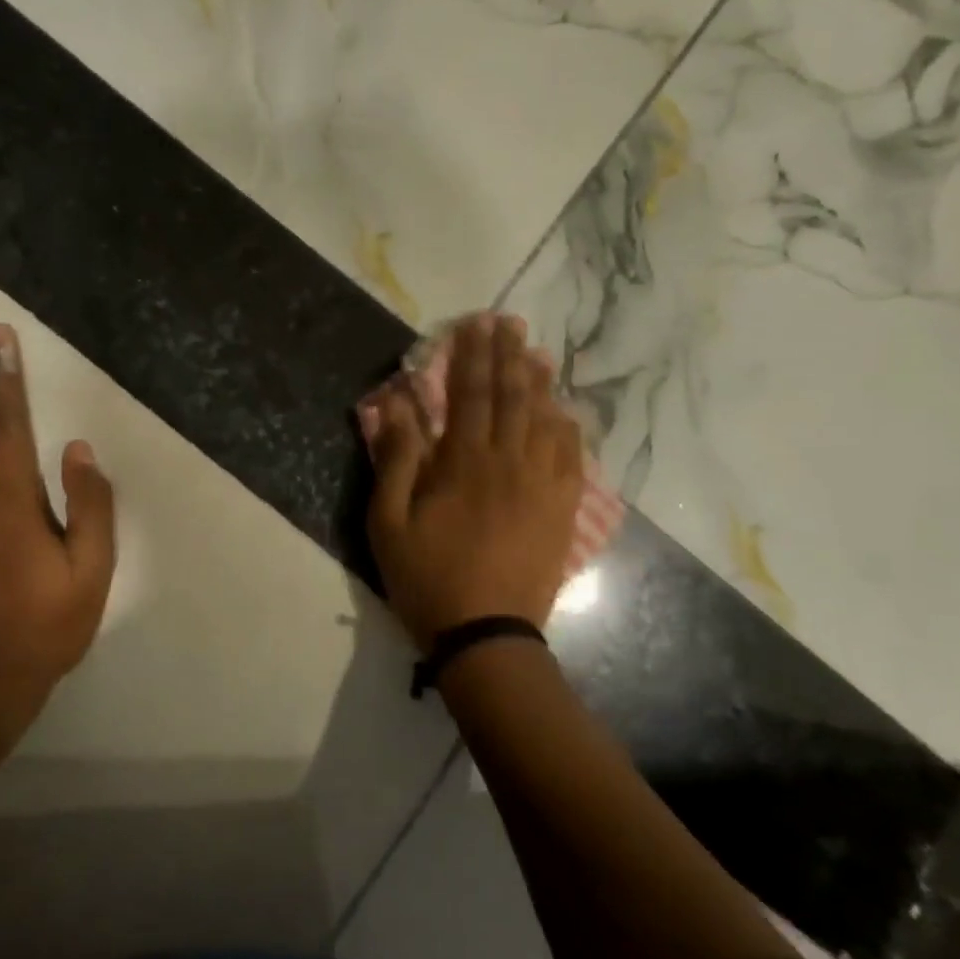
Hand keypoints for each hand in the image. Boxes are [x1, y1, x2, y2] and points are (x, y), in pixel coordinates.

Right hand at [365, 314, 582, 650]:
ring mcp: (543, 485)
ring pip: (546, 419)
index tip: (475, 323)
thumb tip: (396, 404)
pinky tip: (562, 412)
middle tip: (510, 323)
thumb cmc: (427, 577)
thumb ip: (396, 459)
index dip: (472, 355)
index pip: (470, 393)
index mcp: (465, 462)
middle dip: (509, 355)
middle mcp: (510, 461)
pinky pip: (570, 455)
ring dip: (539, 382)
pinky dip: (566, 426)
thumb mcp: (389, 522)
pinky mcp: (561, 509)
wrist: (486, 635)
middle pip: (513, 396)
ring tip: (535, 354)